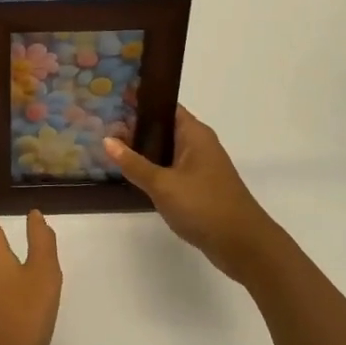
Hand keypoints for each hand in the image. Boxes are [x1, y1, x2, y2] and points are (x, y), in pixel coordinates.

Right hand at [105, 106, 285, 282]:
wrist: (243, 245)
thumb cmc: (204, 206)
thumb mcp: (163, 184)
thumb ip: (133, 163)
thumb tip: (107, 140)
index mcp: (194, 133)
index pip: (163, 106)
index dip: (139, 101)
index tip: (111, 98)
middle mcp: (198, 144)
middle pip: (162, 127)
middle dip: (135, 126)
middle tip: (102, 125)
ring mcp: (199, 167)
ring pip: (165, 150)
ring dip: (142, 149)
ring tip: (109, 146)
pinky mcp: (198, 187)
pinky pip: (170, 169)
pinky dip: (152, 168)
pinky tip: (131, 174)